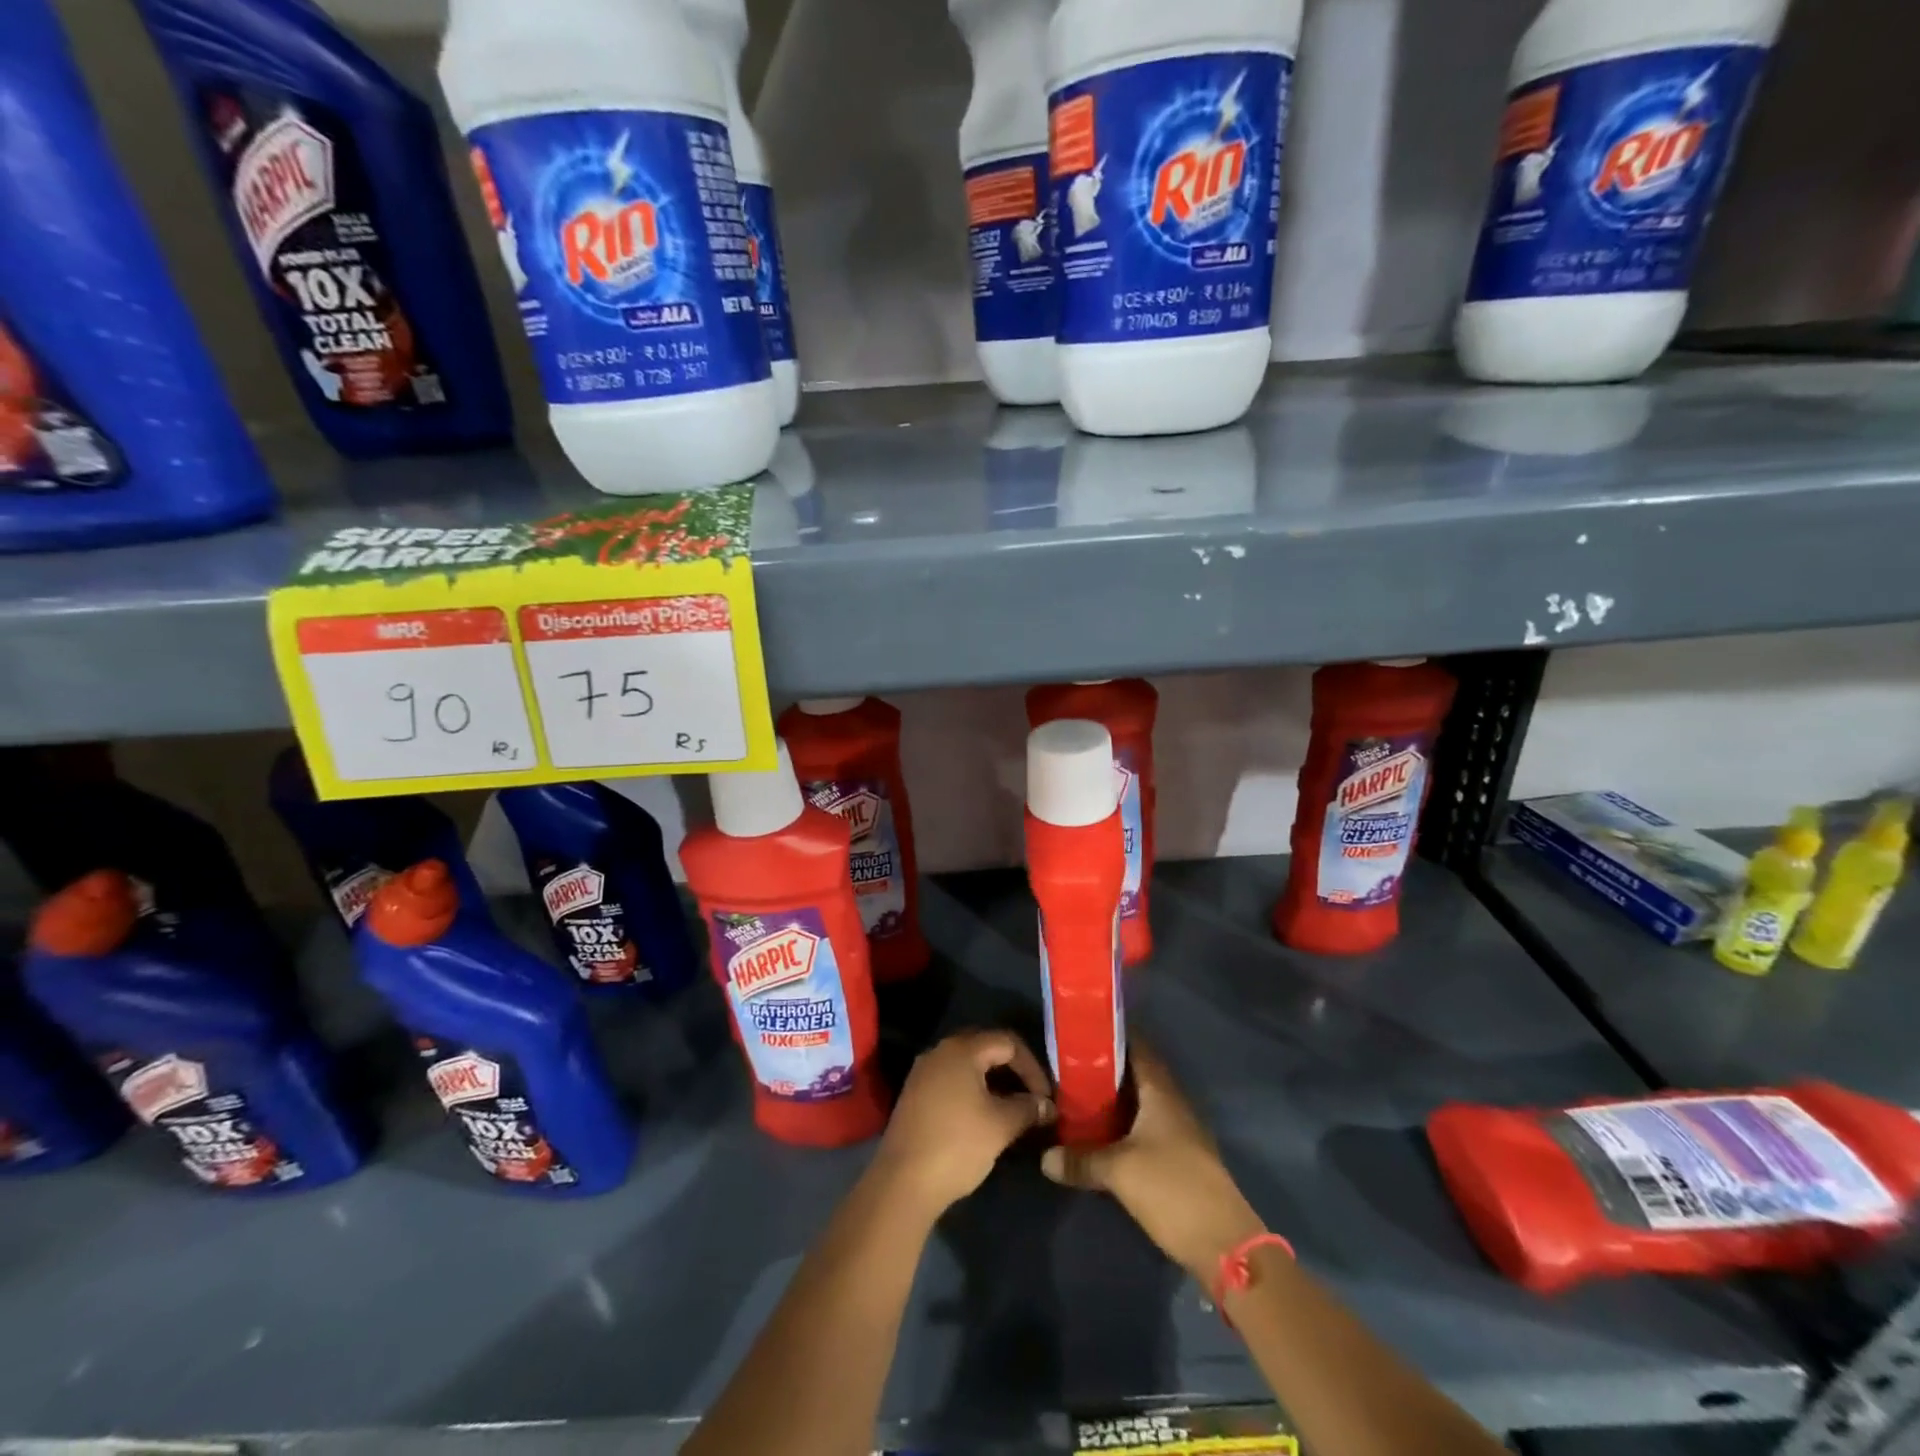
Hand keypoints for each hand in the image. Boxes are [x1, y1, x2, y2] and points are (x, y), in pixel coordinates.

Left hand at [873, 1030, 1055, 1217]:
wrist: (902, 1182)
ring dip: (993, 1083)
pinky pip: (951, 1081)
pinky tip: (983, 1118)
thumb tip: (1045, 1105)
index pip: (1008, 1042)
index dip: (1032, 1067)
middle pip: (986, 1049)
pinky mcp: (914, 1095)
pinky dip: (973, 1092)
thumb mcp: (1000, 1126)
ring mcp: (923, 1072)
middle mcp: (940, 1051)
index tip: (1045, 1098)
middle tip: (1031, 1098)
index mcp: (962, 1049)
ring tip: (1011, 1110)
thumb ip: (1027, 1109)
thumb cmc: (957, 1145)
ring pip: (968, 1066)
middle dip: (1013, 1071)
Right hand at [1041, 1042, 1264, 1283]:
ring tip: (1078, 1097)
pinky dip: (1125, 1126)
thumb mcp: (1118, 1171)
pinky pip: (1147, 1128)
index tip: (1081, 1031)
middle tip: (1069, 1066)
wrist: (1224, 1244)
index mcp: (1161, 1092)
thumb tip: (1044, 1156)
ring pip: (1142, 1103)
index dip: (1111, 1036)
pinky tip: (1102, 1136)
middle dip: (1106, 1069)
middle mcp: (1173, 1103)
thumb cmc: (1172, 1189)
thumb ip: (1080, 1160)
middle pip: (1137, 1075)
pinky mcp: (1181, 1158)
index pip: (1136, 1048)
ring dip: (1115, 1100)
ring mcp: (1180, 1131)